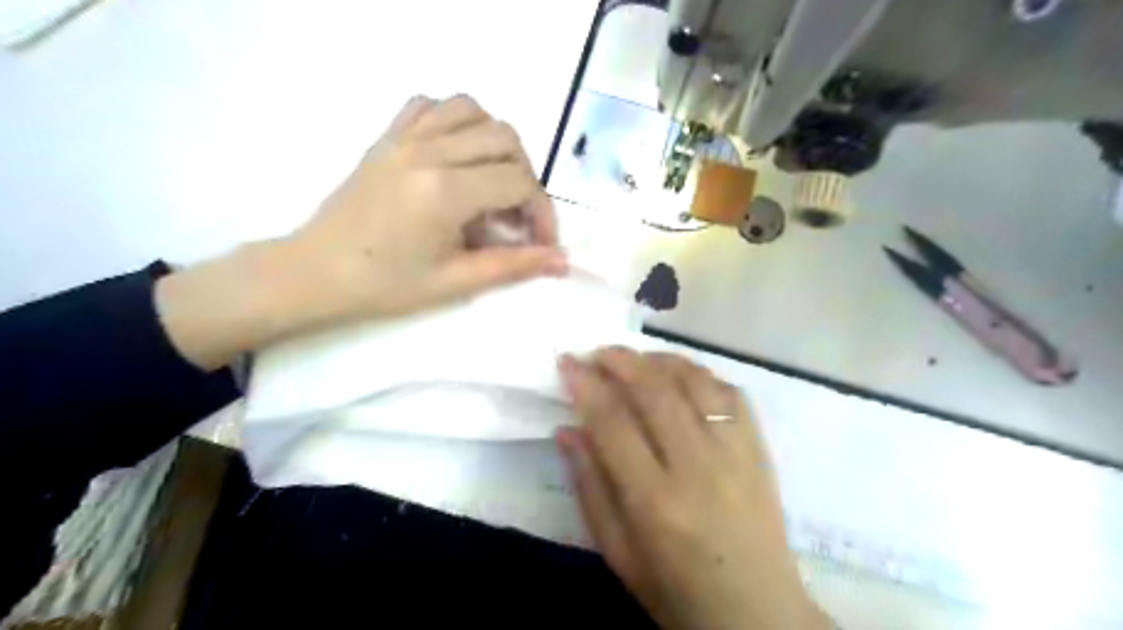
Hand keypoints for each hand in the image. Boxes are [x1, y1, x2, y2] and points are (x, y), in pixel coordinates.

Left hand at [288, 92, 566, 318]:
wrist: (316, 273)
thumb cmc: (385, 286)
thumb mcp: (455, 282)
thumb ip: (513, 266)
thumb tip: (562, 262)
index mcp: (445, 191)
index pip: (519, 183)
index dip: (542, 213)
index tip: (541, 243)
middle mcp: (428, 151)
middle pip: (505, 139)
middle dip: (525, 178)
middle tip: (515, 217)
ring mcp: (404, 137)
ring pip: (472, 110)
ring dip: (495, 143)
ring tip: (491, 182)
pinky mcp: (387, 136)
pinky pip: (432, 105)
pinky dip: (456, 121)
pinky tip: (457, 155)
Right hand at [556, 350, 827, 629]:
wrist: (757, 612)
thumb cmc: (675, 590)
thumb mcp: (617, 552)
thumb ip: (589, 486)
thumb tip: (567, 429)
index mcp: (654, 501)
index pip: (612, 422)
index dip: (585, 384)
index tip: (567, 362)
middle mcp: (697, 467)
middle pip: (654, 390)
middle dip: (619, 360)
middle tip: (596, 352)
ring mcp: (735, 452)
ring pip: (693, 381)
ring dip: (657, 359)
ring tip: (633, 359)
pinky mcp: (759, 448)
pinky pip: (729, 391)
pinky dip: (699, 373)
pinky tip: (679, 375)